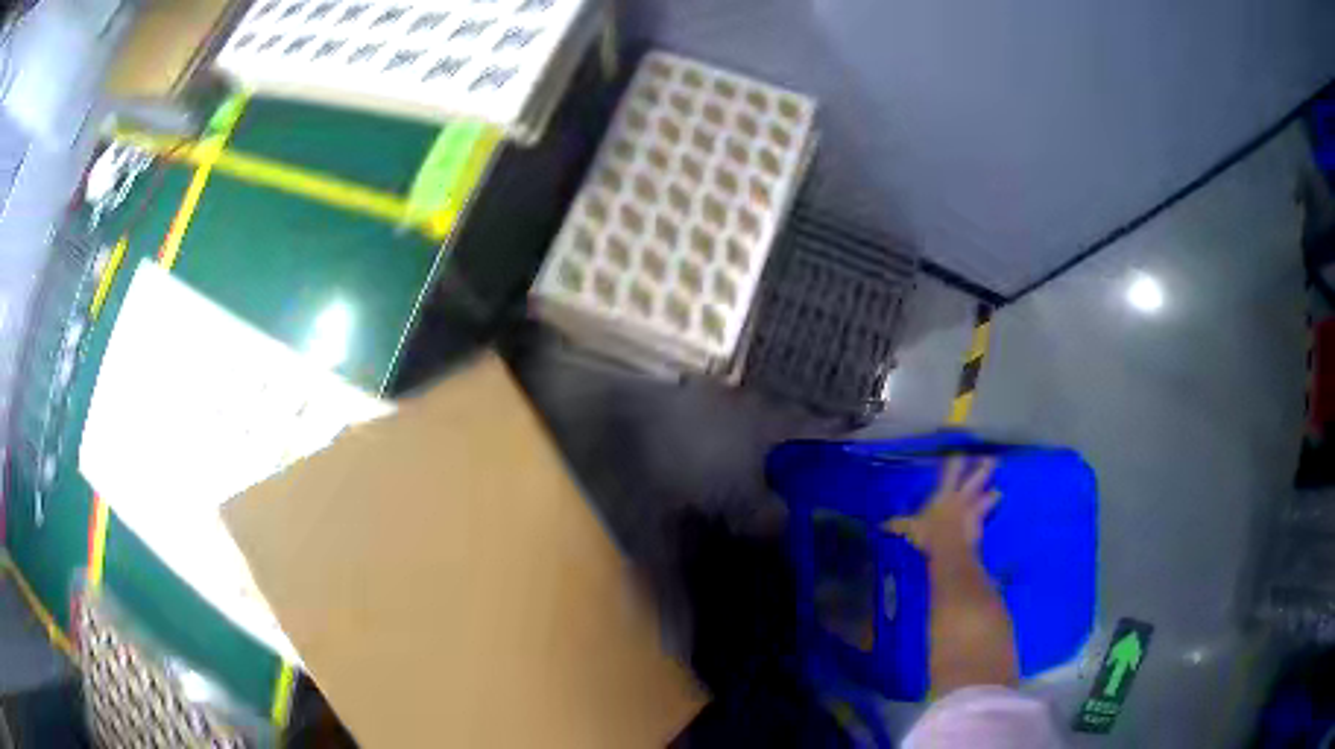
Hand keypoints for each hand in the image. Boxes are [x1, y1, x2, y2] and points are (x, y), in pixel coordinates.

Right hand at [884, 456, 999, 556]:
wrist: (949, 549)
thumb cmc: (929, 534)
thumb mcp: (910, 528)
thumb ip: (898, 524)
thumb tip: (882, 524)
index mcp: (944, 494)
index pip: (950, 471)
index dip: (955, 460)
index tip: (960, 450)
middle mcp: (960, 497)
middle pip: (975, 478)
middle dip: (984, 468)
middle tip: (992, 458)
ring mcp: (972, 509)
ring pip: (986, 495)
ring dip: (992, 494)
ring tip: (998, 491)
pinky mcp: (978, 522)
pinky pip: (986, 513)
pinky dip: (990, 510)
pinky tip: (995, 506)